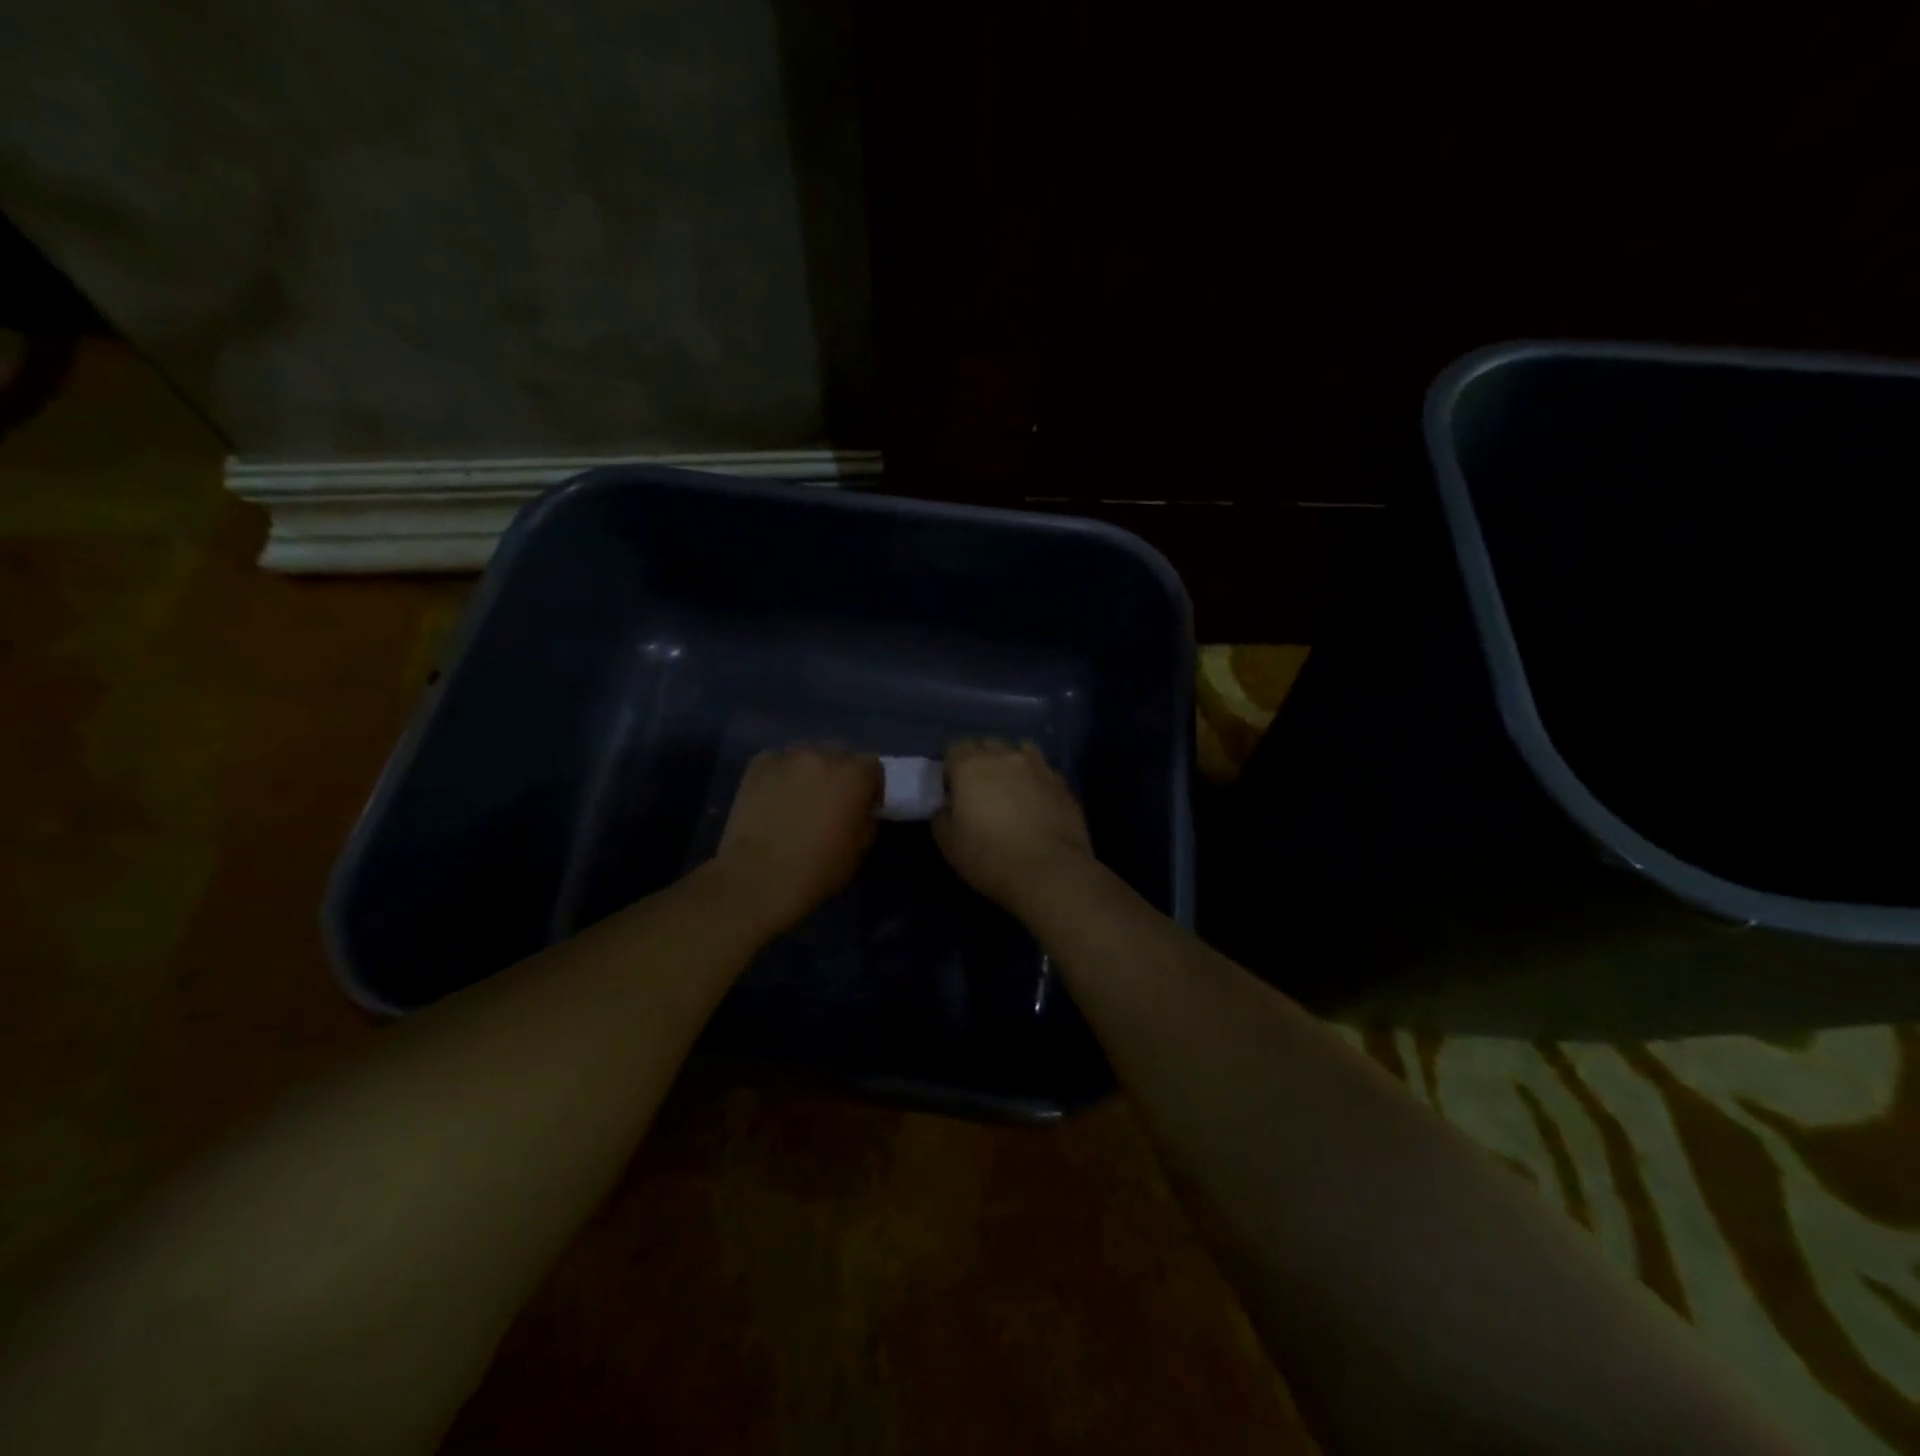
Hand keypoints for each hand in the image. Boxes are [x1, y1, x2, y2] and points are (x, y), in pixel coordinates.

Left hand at [713, 746, 880, 935]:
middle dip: (839, 773)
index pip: (872, 765)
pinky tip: (772, 798)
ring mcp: (788, 758)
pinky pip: (776, 763)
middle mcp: (824, 756)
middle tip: (830, 801)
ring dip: (809, 771)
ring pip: (806, 755)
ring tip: (798, 798)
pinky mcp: (758, 765)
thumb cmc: (819, 869)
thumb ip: (867, 816)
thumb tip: (861, 808)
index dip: (869, 784)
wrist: (760, 878)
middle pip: (839, 754)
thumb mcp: (862, 848)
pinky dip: (779, 775)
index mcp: (855, 775)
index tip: (863, 804)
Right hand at [932, 739, 1093, 912]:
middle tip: (979, 790)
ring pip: (1020, 751)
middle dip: (980, 760)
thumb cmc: (990, 858)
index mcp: (971, 767)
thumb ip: (942, 815)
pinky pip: (1043, 771)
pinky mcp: (1063, 783)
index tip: (951, 790)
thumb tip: (949, 805)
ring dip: (1011, 763)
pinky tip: (1036, 802)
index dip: (950, 767)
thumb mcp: (948, 844)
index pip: (954, 748)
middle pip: (987, 745)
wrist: (1050, 872)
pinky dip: (1035, 780)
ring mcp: (1038, 767)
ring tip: (1010, 789)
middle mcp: (1005, 757)